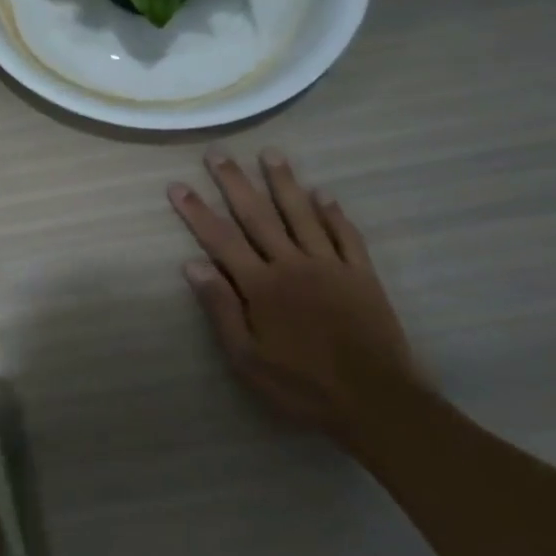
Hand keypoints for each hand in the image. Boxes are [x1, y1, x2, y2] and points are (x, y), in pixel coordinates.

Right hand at [168, 147, 430, 438]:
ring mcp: (330, 266)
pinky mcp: (362, 276)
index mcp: (261, 286)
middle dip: (234, 183)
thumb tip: (192, 265)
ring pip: (302, 214)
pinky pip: (346, 235)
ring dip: (284, 182)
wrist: (378, 403)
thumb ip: (221, 309)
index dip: (197, 211)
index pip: (220, 240)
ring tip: (270, 154)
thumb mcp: (247, 359)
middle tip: (218, 153)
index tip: (178, 185)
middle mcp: (293, 265)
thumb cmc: (302, 386)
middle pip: (258, 215)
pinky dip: (334, 213)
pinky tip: (324, 193)